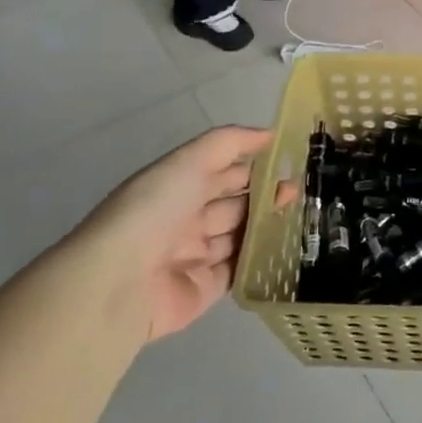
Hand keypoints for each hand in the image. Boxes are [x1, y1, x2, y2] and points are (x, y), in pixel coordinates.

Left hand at [66, 127, 293, 339]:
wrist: (119, 282)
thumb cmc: (153, 211)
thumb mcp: (188, 161)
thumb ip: (229, 143)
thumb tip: (269, 134)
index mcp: (177, 187)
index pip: (223, 171)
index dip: (254, 164)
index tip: (290, 161)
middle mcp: (185, 219)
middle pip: (235, 204)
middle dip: (266, 196)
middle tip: (299, 191)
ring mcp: (195, 255)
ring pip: (240, 237)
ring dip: (268, 226)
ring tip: (302, 216)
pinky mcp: (206, 288)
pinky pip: (240, 270)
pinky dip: (262, 260)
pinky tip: (289, 247)